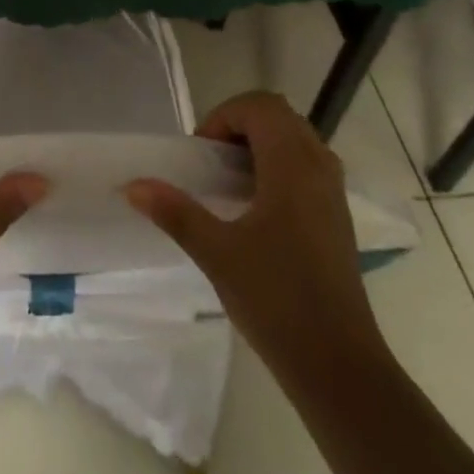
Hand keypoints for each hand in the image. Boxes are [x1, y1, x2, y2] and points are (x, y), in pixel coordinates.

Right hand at [125, 91, 383, 372]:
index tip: (200, 153)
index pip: (259, 106)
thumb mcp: (217, 254)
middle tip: (211, 160)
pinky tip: (256, 207)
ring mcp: (333, 192)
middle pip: (278, 115)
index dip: (223, 116)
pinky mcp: (337, 216)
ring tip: (230, 181)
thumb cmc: (277, 301)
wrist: (341, 367)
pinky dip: (278, 165)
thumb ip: (175, 212)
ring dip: (260, 143)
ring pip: (295, 138)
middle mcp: (318, 167)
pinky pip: (307, 164)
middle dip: (239, 124)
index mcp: (292, 165)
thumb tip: (133, 185)